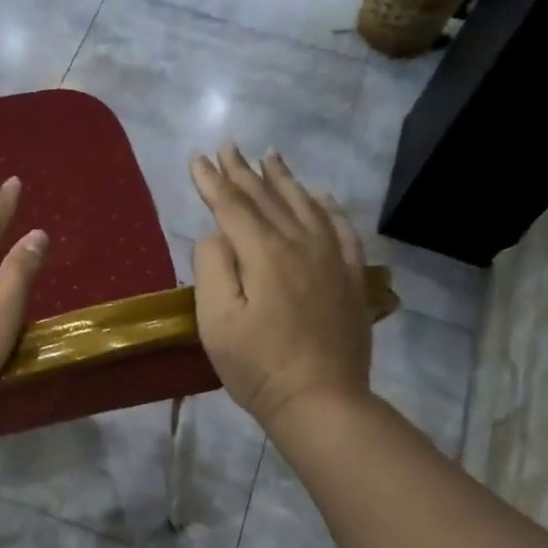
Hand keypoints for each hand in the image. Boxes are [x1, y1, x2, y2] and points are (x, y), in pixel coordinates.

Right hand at [189, 145, 373, 429]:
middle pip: (268, 198)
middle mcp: (301, 244)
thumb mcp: (216, 322)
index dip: (213, 182)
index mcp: (264, 254)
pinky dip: (327, 206)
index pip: (233, 206)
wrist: (320, 400)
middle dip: (243, 171)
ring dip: (284, 179)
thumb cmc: (258, 367)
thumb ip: (212, 268)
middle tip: (228, 147)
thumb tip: (217, 235)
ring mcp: (331, 259)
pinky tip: (320, 196)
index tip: (197, 160)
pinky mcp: (350, 277)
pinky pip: (341, 228)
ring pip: (305, 205)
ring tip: (270, 156)